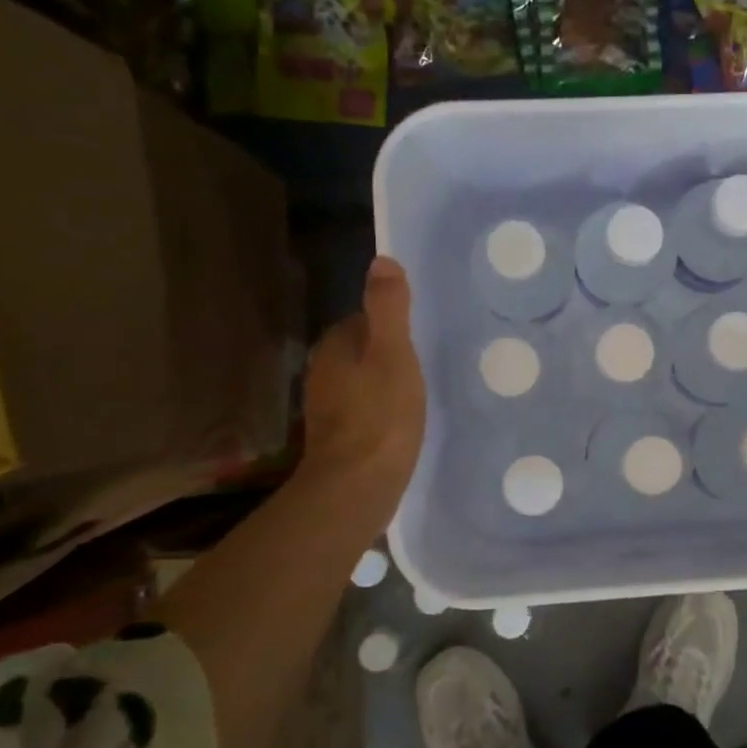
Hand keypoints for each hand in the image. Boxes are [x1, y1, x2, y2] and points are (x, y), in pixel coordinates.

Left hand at [299, 256, 425, 518]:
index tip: (418, 334)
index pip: (361, 319)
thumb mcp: (393, 354)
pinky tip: (401, 423)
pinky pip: (361, 411)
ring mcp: (326, 408)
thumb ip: (388, 308)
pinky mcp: (337, 439)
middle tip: (424, 362)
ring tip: (417, 392)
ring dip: (382, 383)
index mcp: (335, 347)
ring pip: (359, 381)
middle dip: (385, 353)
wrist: (356, 487)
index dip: (389, 323)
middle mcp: (323, 373)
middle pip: (359, 350)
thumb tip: (382, 260)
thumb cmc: (380, 415)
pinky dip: (378, 411)